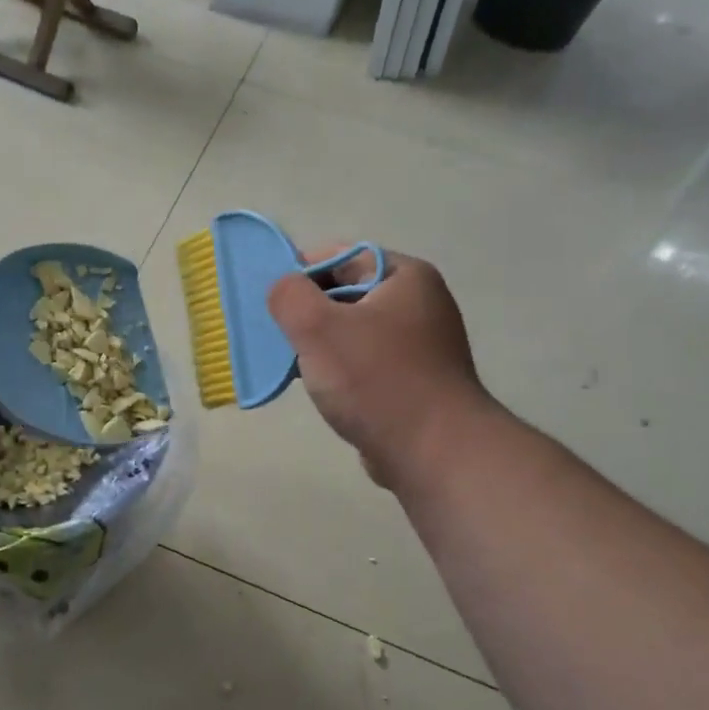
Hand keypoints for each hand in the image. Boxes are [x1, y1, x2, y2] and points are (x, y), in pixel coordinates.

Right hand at [267, 248, 493, 486]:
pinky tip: (321, 390)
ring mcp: (419, 345)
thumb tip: (283, 289)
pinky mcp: (413, 381)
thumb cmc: (376, 380)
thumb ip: (288, 295)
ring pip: (352, 331)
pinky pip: (364, 362)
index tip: (273, 302)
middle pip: (345, 293)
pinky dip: (340, 371)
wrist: (435, 453)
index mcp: (406, 276)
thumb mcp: (317, 326)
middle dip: (308, 313)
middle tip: (279, 336)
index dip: (300, 273)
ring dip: (320, 346)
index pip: (341, 256)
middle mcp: (419, 303)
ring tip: (296, 366)